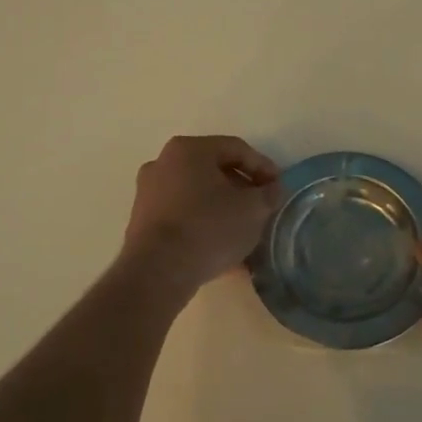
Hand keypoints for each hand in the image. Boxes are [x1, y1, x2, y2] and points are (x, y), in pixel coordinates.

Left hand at [121, 135, 282, 290]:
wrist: (158, 271)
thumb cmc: (209, 227)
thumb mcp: (253, 209)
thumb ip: (269, 194)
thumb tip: (273, 190)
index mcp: (189, 149)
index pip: (236, 149)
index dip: (263, 167)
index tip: (279, 188)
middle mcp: (163, 163)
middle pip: (214, 171)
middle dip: (242, 189)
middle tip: (261, 208)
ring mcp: (148, 193)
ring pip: (197, 195)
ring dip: (223, 210)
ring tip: (245, 232)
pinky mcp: (142, 222)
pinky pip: (183, 216)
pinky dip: (204, 226)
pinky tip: (223, 250)